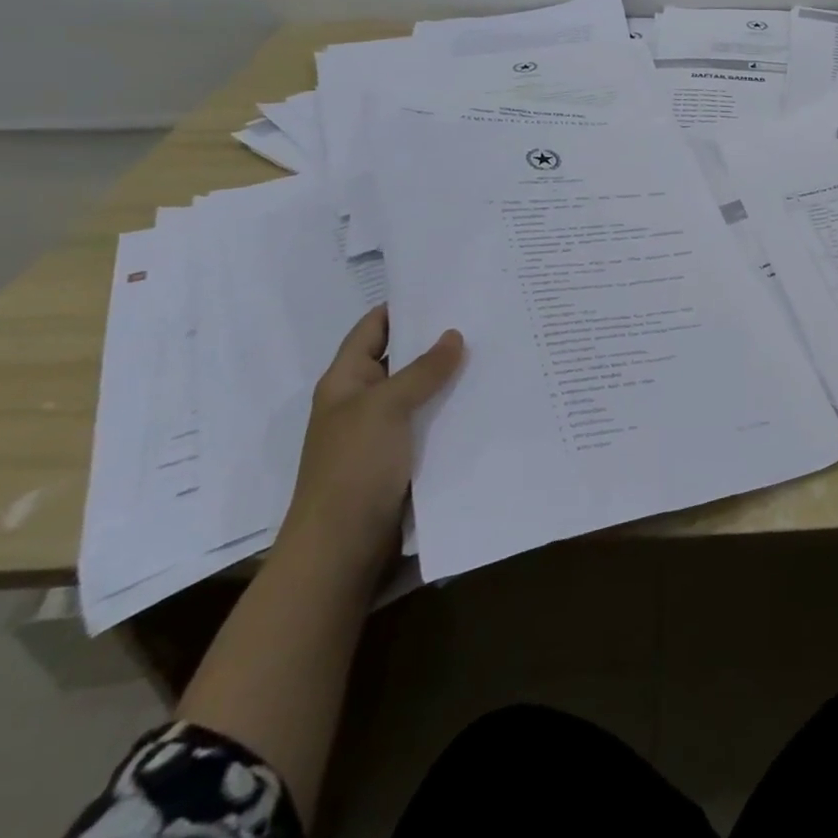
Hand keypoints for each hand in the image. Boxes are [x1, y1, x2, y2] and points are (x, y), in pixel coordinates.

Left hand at [275, 306, 464, 575]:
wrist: (342, 551)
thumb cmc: (354, 468)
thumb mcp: (386, 408)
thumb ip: (422, 370)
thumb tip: (454, 334)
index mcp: (346, 381)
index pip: (373, 327)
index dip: (403, 306)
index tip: (446, 286)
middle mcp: (364, 401)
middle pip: (402, 357)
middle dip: (437, 339)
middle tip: (484, 315)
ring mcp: (385, 432)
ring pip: (422, 392)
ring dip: (451, 376)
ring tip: (496, 349)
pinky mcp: (405, 459)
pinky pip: (433, 423)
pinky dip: (455, 409)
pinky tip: (489, 396)